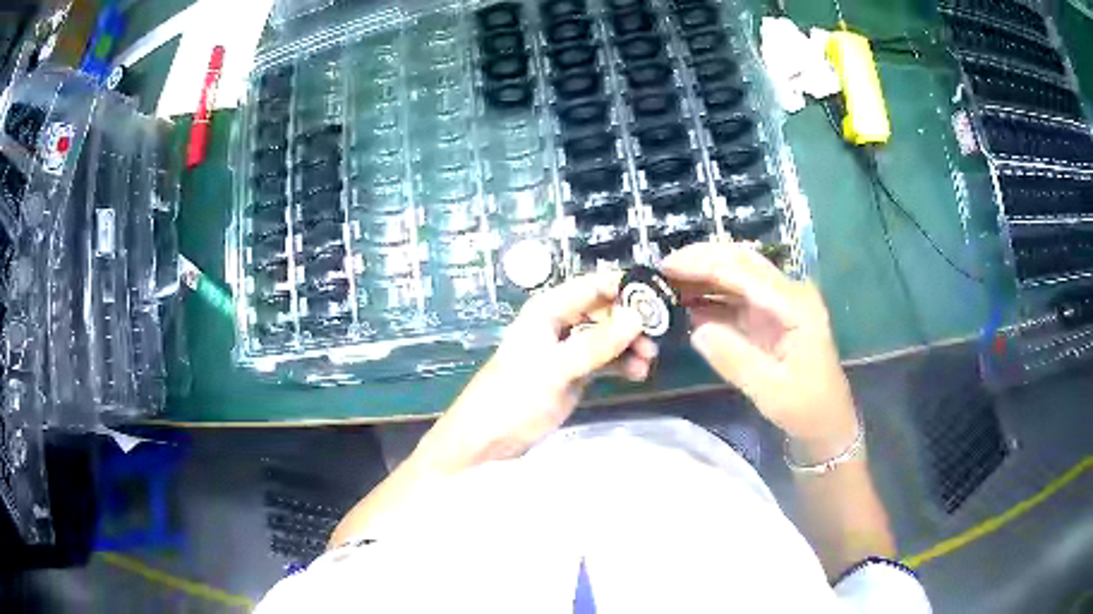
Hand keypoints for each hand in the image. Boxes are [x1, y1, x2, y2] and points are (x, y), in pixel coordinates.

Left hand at [413, 273, 657, 472]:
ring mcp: (566, 349)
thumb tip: (638, 316)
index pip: (593, 286)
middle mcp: (560, 323)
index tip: (659, 300)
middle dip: (631, 322)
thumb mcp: (556, 368)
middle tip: (655, 340)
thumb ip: (597, 344)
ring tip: (648, 363)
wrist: (487, 440)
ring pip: (607, 337)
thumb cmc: (513, 397)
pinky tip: (637, 374)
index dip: (625, 288)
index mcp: (548, 310)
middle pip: (605, 311)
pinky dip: (620, 364)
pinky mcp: (572, 373)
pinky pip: (603, 360)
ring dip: (629, 346)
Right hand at [660, 243, 856, 448]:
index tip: (666, 267)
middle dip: (700, 260)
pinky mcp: (770, 316)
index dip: (703, 264)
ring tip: (666, 284)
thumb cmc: (805, 407)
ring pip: (737, 274)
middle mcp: (789, 293)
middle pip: (741, 261)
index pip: (744, 271)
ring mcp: (779, 303)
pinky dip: (710, 296)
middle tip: (661, 270)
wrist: (826, 422)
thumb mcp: (770, 390)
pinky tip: (686, 303)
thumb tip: (697, 330)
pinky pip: (736, 297)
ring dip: (702, 276)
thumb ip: (735, 358)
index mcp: (795, 305)